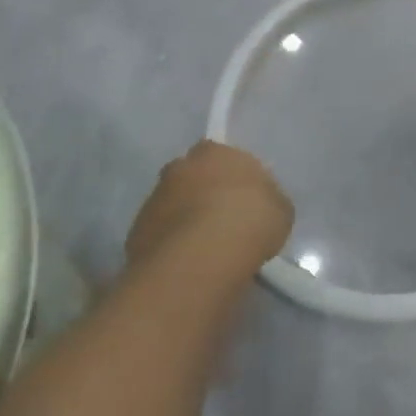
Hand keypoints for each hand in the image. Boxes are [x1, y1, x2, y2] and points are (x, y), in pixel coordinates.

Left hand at [126, 141, 293, 273]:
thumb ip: (266, 200)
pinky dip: (171, 246)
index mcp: (214, 151)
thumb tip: (258, 207)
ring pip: (172, 206)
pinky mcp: (135, 233)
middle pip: (192, 177)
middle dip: (203, 193)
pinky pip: (159, 235)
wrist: (201, 259)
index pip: (221, 155)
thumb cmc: (250, 221)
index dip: (232, 176)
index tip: (243, 198)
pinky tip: (189, 264)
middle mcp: (179, 167)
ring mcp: (153, 200)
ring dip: (185, 220)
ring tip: (206, 249)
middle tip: (223, 220)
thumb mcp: (280, 209)